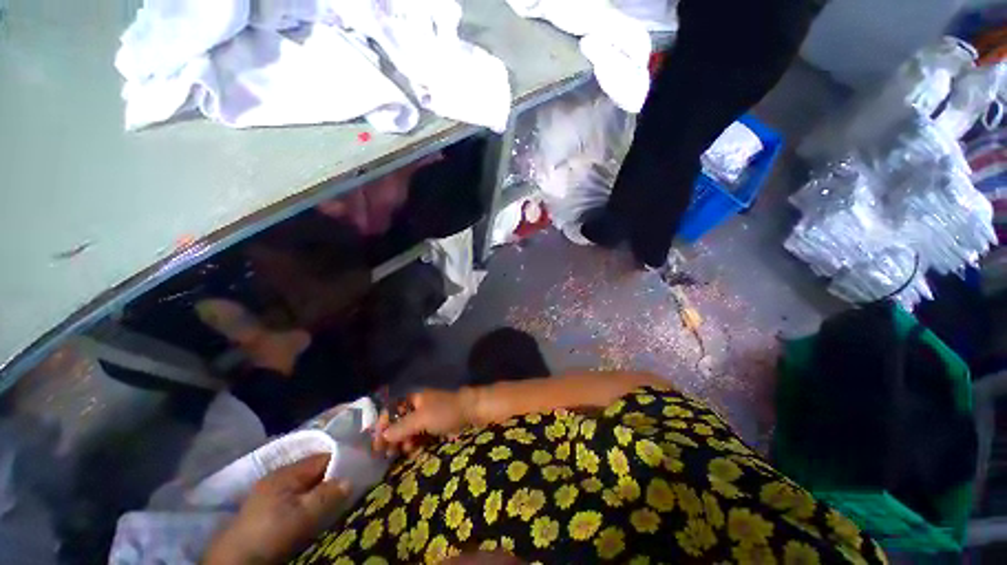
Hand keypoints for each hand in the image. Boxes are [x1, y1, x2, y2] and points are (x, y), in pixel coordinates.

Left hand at [204, 455, 348, 564]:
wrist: (234, 561)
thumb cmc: (271, 532)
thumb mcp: (303, 515)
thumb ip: (328, 494)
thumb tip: (350, 479)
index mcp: (287, 472)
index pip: (323, 457)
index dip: (343, 462)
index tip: (359, 470)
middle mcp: (279, 476)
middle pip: (314, 471)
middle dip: (332, 478)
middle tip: (349, 489)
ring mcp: (270, 492)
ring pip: (305, 484)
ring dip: (320, 490)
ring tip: (334, 501)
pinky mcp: (265, 508)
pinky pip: (296, 496)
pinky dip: (308, 500)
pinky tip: (313, 511)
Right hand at [372, 389, 475, 454]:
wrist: (471, 413)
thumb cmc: (445, 411)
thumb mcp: (422, 418)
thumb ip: (401, 427)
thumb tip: (382, 435)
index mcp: (414, 399)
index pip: (392, 411)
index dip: (383, 424)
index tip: (376, 440)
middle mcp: (418, 409)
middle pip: (399, 423)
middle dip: (391, 437)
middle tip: (384, 452)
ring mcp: (427, 420)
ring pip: (408, 433)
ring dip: (402, 443)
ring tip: (398, 453)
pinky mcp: (434, 430)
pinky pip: (419, 439)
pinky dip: (413, 446)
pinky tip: (411, 453)